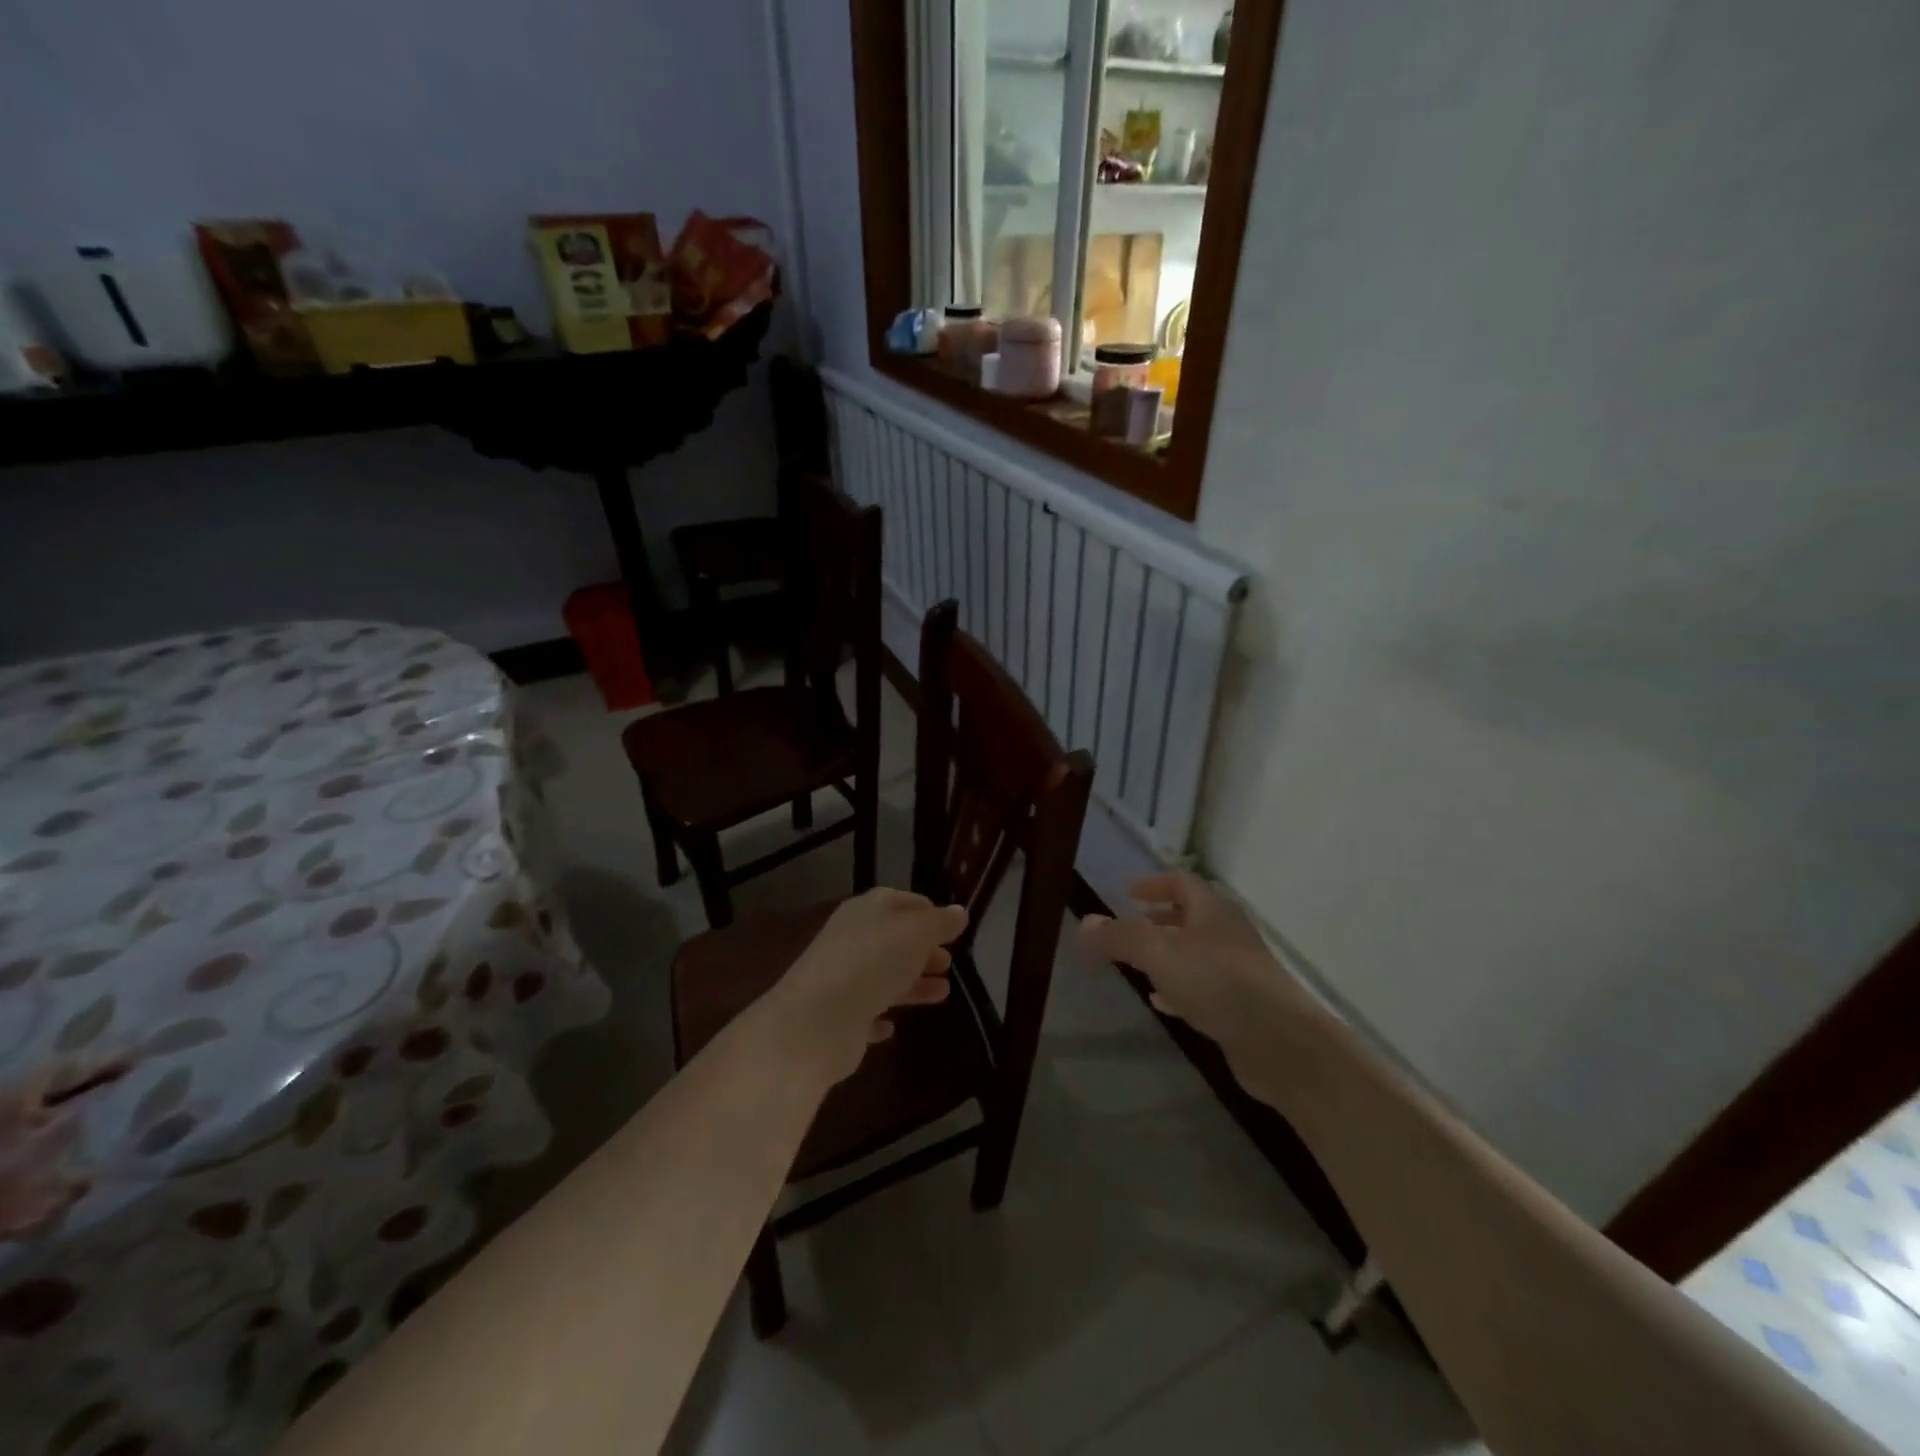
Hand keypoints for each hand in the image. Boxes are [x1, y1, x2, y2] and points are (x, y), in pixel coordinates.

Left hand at [770, 889, 968, 1083]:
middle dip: (922, 949)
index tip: (951, 925)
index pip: (899, 901)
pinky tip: (893, 1026)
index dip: (926, 911)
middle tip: (949, 961)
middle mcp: (851, 941)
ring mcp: (842, 980)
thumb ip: (939, 923)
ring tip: (943, 992)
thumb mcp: (914, 934)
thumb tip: (959, 912)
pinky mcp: (838, 1018)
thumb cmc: (872, 963)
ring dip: (912, 983)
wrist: (817, 1021)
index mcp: (866, 912)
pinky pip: (864, 1013)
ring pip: (883, 977)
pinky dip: (880, 1016)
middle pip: (893, 940)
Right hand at [1076, 873, 1310, 1105]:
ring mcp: (1238, 971)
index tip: (1129, 892)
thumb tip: (1084, 923)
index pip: (1182, 883)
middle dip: (1160, 919)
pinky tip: (1163, 1002)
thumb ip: (1119, 937)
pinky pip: (1203, 987)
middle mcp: (1227, 934)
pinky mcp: (1241, 1006)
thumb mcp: (1158, 953)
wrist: (1280, 1042)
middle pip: (1191, 917)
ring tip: (1139, 964)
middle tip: (1132, 926)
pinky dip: (1179, 987)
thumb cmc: (1217, 982)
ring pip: (1196, 954)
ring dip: (1168, 955)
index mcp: (1212, 910)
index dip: (1154, 884)